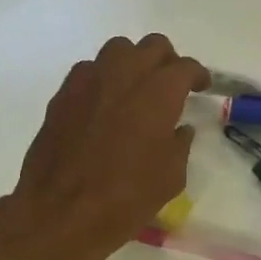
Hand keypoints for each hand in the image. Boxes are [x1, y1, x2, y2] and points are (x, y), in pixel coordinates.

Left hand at [0, 34, 209, 259]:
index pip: (184, 67)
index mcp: (158, 93)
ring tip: (136, 88)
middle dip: (167, 61)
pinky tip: (105, 103)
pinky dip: (103, 78)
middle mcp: (124, 75)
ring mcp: (88, 81)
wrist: (61, 213)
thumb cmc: (125, 199)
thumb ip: (180, 145)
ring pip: (117, 49)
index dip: (197, 75)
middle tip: (171, 85)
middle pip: (152, 46)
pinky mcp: (63, 95)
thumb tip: (179, 129)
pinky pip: (89, 70)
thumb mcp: (170, 178)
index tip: (200, 87)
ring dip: (133, 62)